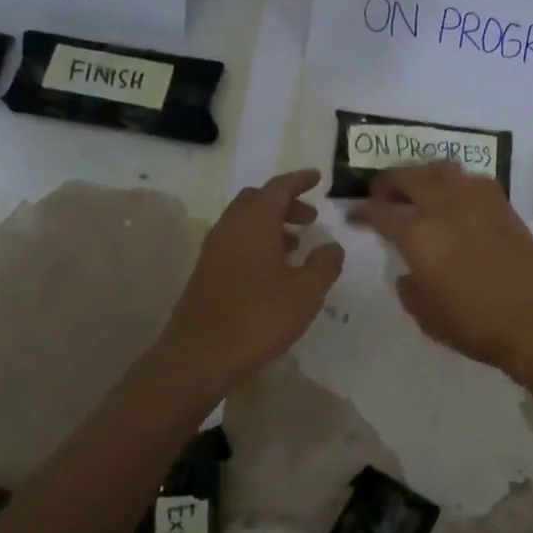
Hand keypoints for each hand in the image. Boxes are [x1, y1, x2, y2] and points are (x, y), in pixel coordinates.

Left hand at [161, 169, 343, 390]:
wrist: (199, 356)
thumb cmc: (258, 317)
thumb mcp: (305, 292)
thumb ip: (324, 265)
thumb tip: (332, 246)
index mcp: (254, 223)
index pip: (278, 188)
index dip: (299, 180)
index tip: (317, 177)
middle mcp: (230, 228)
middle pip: (257, 200)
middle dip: (284, 203)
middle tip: (310, 218)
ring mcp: (214, 251)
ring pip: (245, 223)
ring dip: (271, 225)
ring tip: (297, 245)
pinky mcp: (206, 273)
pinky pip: (236, 243)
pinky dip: (257, 243)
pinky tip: (274, 270)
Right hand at [348, 162, 532, 382]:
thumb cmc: (474, 324)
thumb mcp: (426, 315)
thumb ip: (409, 288)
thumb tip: (410, 272)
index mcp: (417, 234)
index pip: (379, 211)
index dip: (362, 211)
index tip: (354, 215)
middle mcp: (443, 206)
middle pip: (408, 176)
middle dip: (388, 183)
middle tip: (382, 196)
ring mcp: (476, 200)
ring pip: (441, 169)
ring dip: (423, 175)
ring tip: (419, 191)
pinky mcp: (503, 205)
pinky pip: (473, 180)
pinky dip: (456, 183)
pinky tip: (457, 200)